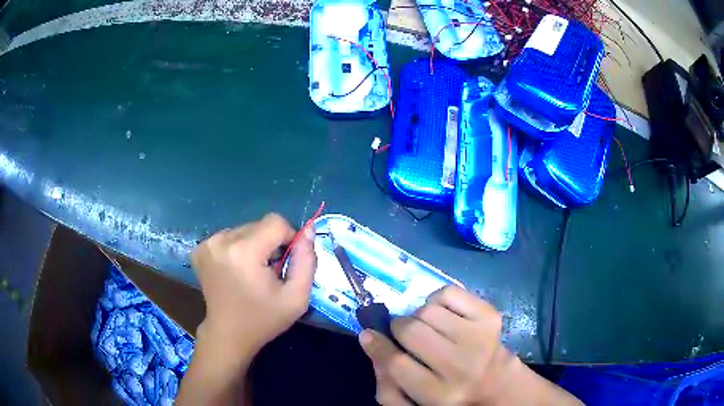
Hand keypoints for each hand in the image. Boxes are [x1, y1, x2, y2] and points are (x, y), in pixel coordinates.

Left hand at [191, 213, 316, 356]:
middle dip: (270, 243)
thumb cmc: (263, 319)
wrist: (228, 334)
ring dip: (254, 245)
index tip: (286, 261)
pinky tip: (236, 269)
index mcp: (244, 252)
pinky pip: (229, 236)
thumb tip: (308, 231)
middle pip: (259, 225)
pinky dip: (238, 249)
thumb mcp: (296, 297)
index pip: (276, 222)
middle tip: (269, 272)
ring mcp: (207, 244)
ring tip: (252, 272)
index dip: (288, 238)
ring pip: (245, 229)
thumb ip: (306, 261)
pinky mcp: (200, 249)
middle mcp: (222, 241)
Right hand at [359, 285, 580, 405]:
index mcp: (439, 394)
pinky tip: (443, 316)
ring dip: (418, 317)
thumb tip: (370, 340)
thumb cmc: (448, 395)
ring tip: (427, 328)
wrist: (496, 383)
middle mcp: (461, 366)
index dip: (377, 346)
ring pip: (427, 310)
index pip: (396, 364)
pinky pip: (448, 292)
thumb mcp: (413, 403)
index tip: (369, 335)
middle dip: (398, 329)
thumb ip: (385, 382)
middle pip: (411, 331)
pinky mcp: (490, 316)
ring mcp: (479, 338)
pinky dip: (437, 301)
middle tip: (402, 334)